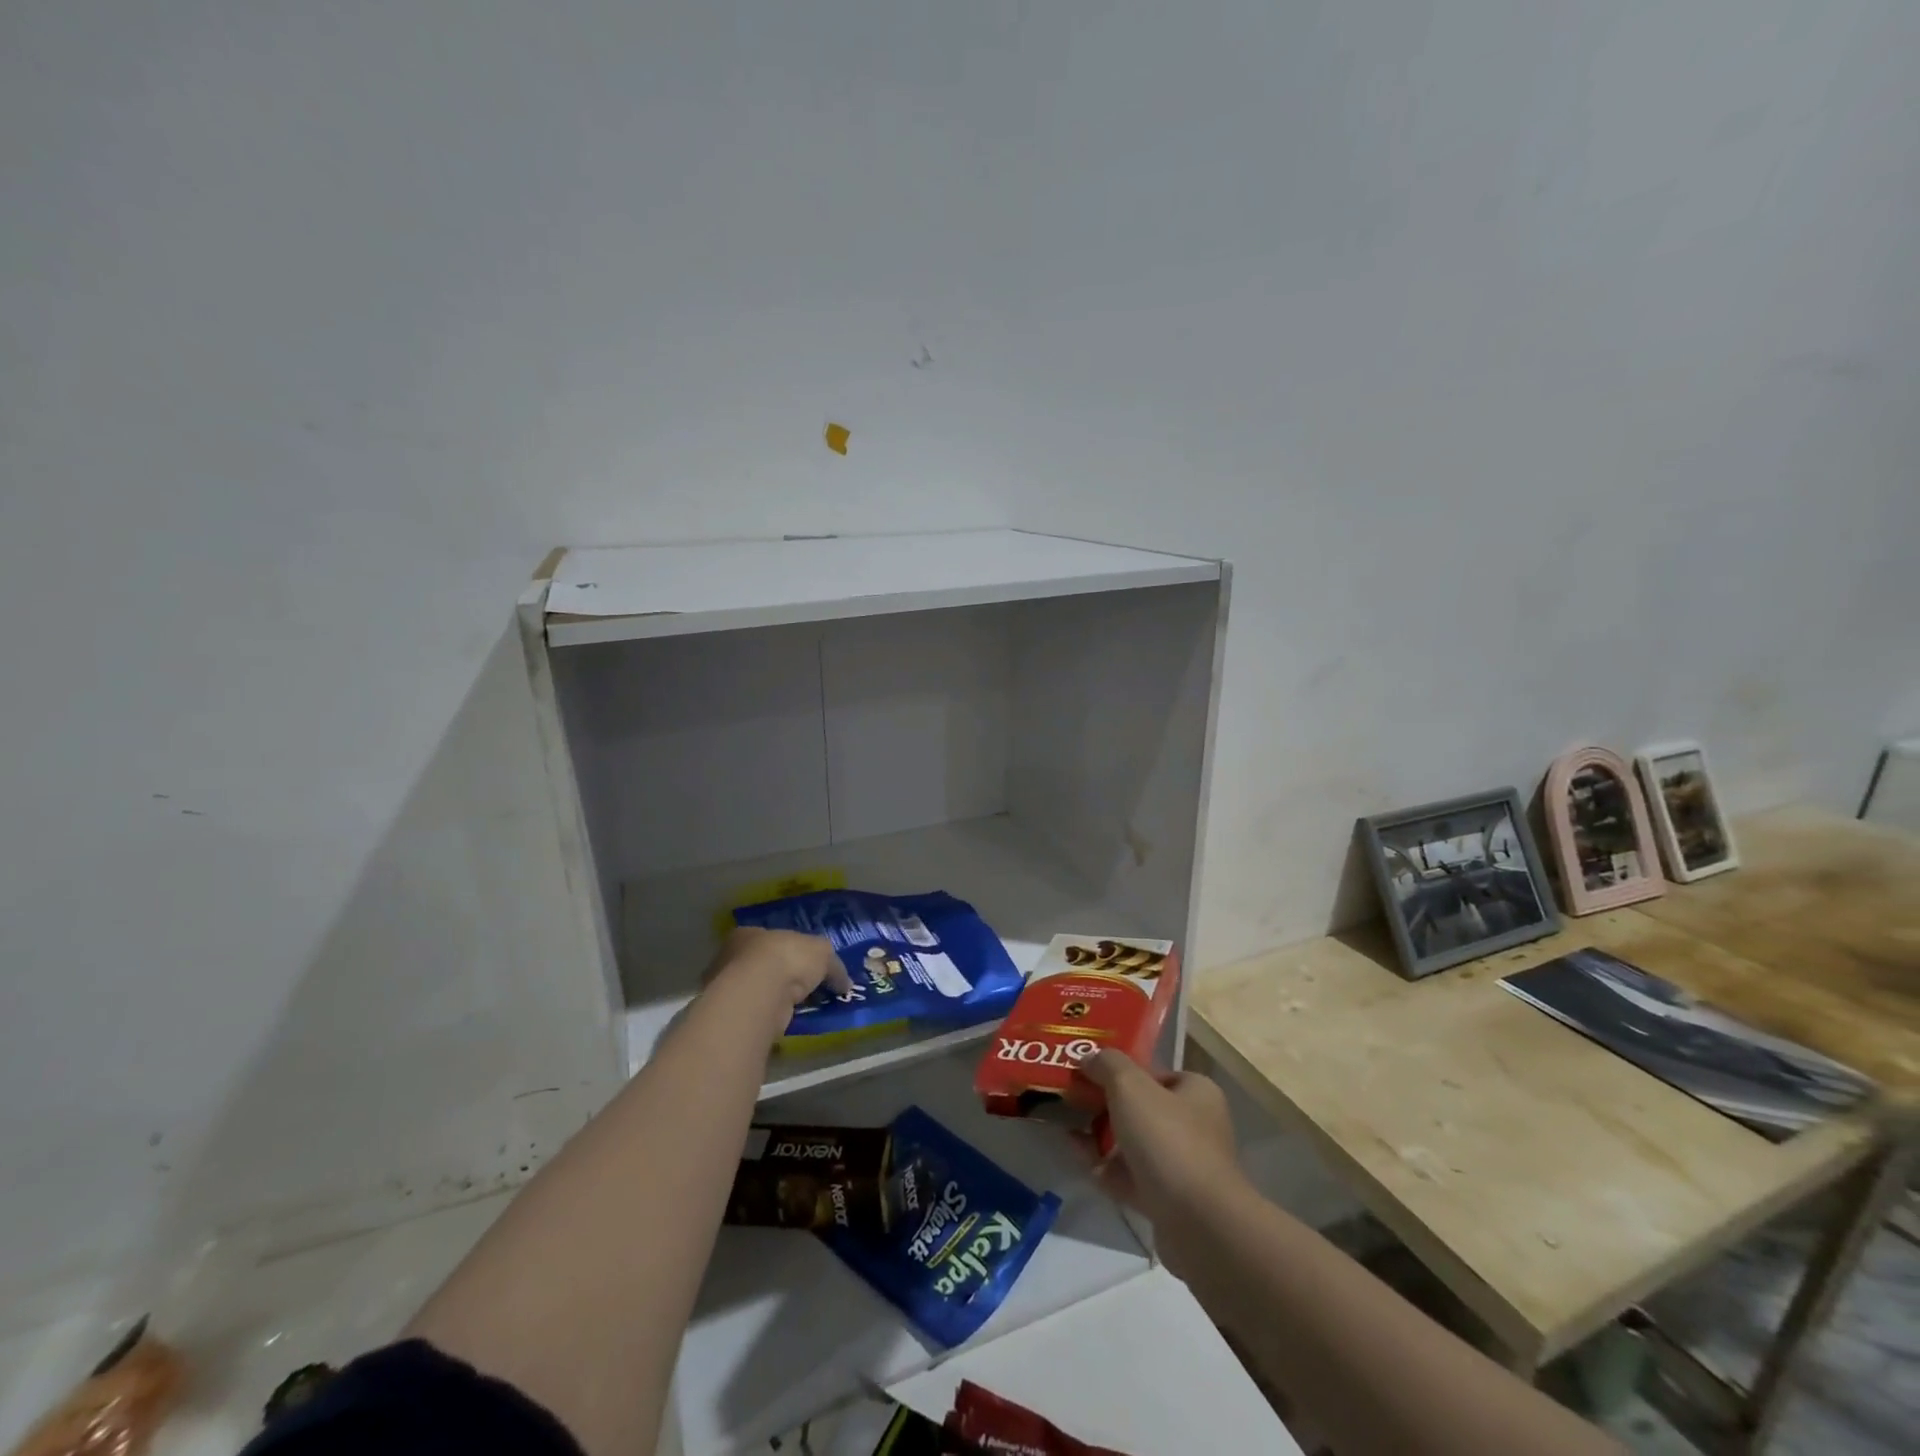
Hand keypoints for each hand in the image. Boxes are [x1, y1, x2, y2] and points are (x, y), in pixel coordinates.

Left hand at [704, 927, 850, 1009]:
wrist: (758, 994)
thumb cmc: (786, 958)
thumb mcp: (821, 952)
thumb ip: (833, 966)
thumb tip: (845, 983)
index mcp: (749, 934)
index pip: (771, 940)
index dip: (791, 951)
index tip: (808, 965)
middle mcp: (733, 958)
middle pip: (765, 966)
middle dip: (785, 977)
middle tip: (808, 990)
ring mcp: (729, 989)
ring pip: (760, 992)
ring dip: (779, 1000)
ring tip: (804, 1010)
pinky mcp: (733, 1016)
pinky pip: (759, 1014)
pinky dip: (774, 1018)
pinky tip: (791, 1023)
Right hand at [1070, 1050, 1244, 1267]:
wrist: (1198, 1224)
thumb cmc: (1167, 1139)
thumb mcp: (1130, 1086)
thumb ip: (1107, 1064)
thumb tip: (1088, 1058)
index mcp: (1196, 1092)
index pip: (1154, 1072)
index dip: (1119, 1070)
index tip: (1086, 1073)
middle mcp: (1195, 1125)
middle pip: (1141, 1107)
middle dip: (1105, 1104)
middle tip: (1071, 1100)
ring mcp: (1182, 1166)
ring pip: (1134, 1144)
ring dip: (1101, 1137)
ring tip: (1067, 1129)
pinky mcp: (1169, 1201)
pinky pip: (1131, 1177)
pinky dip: (1107, 1169)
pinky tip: (1082, 1162)